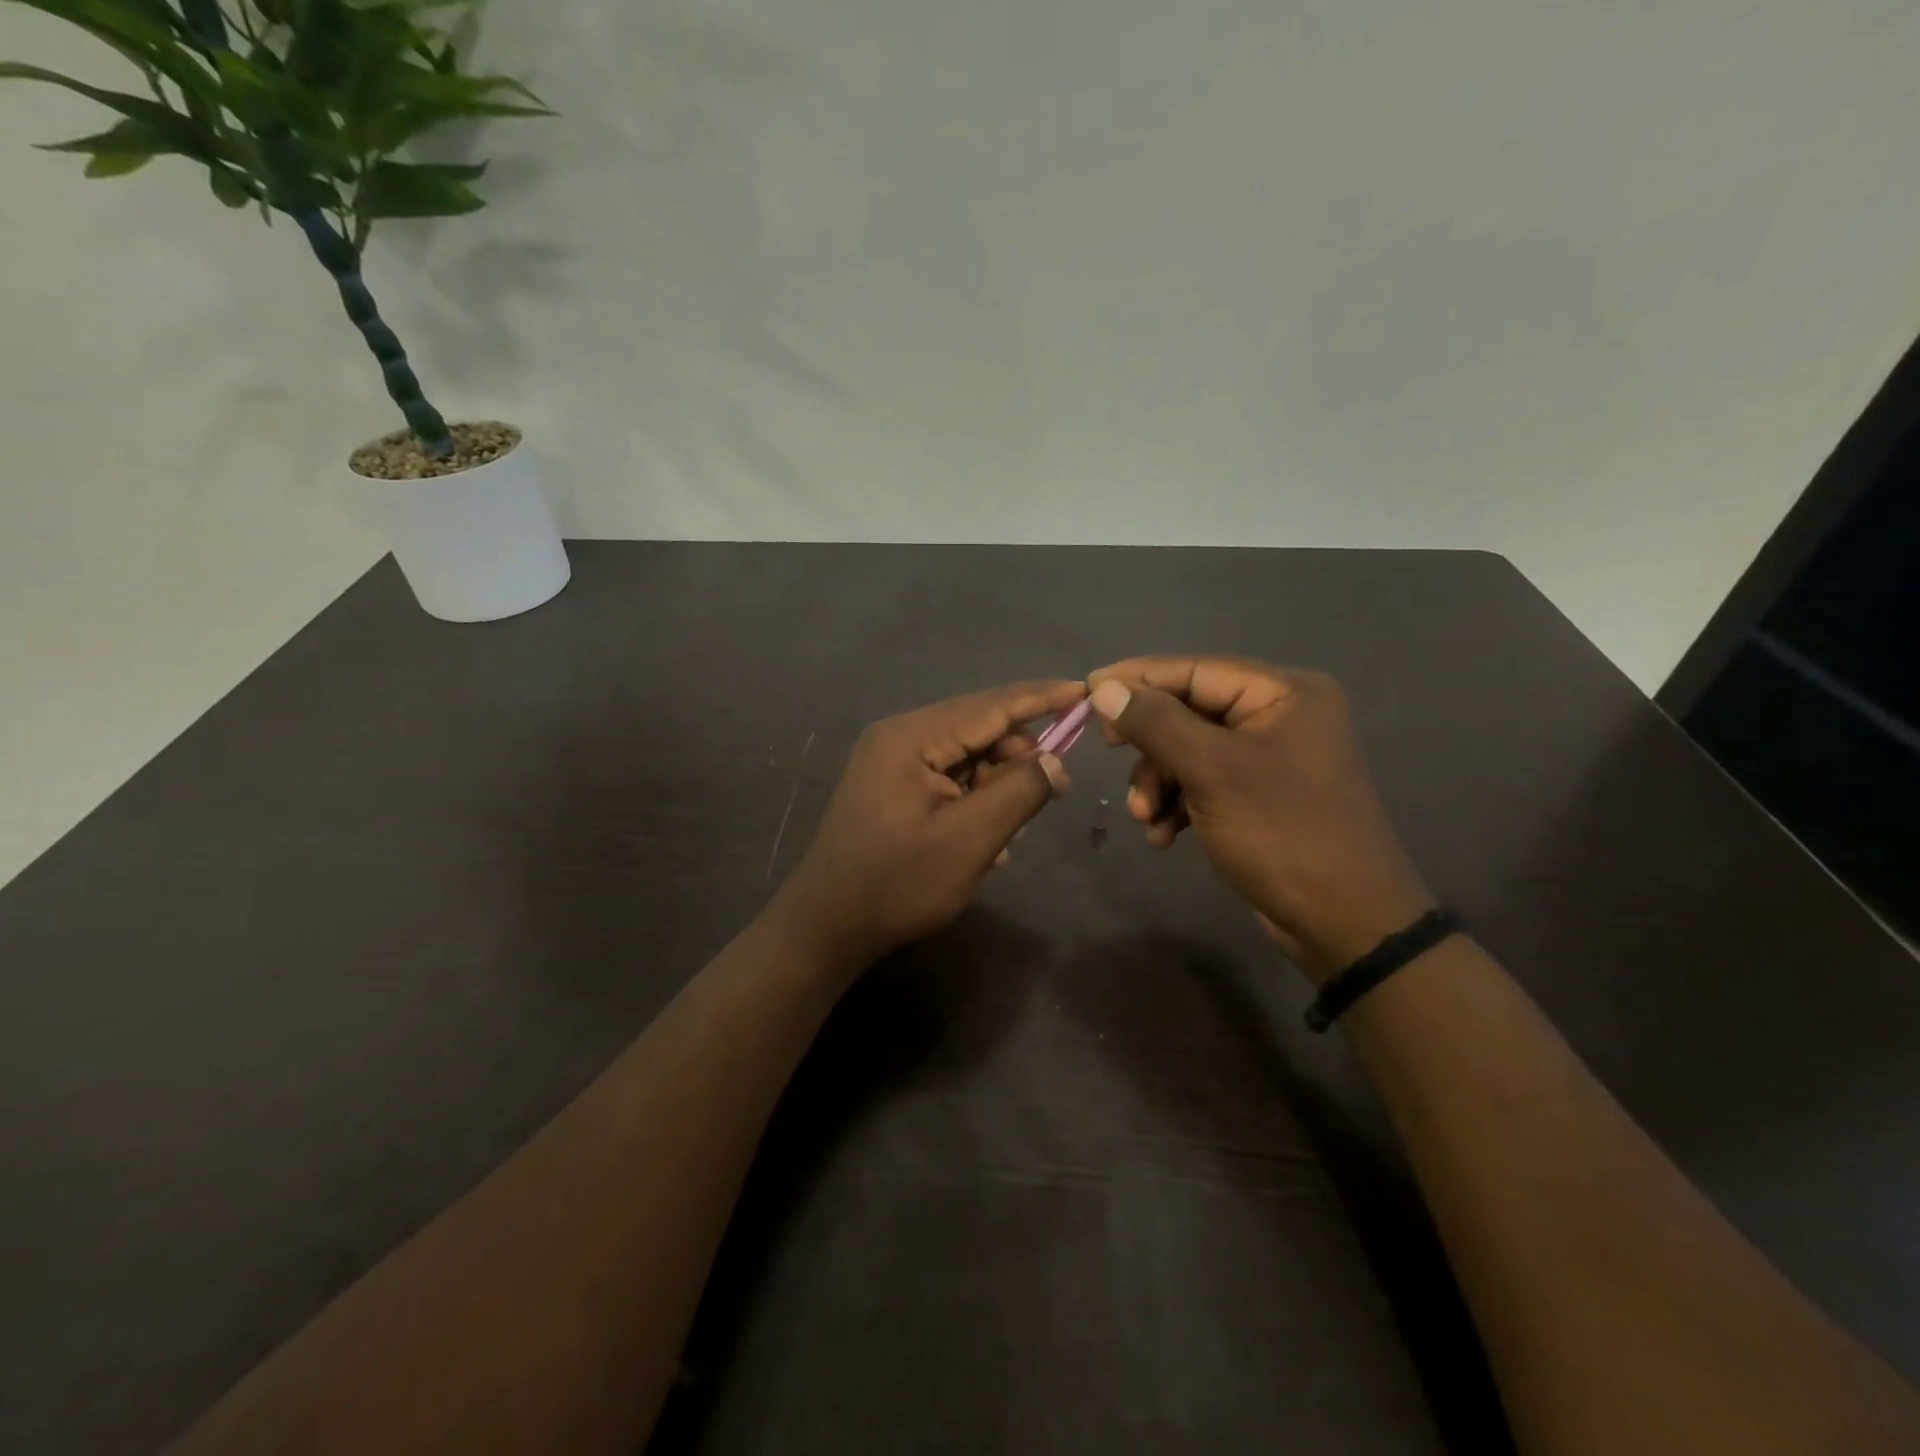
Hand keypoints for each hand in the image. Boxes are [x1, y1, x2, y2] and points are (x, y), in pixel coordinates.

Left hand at [769, 680, 1079, 966]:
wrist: (827, 926)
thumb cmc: (898, 883)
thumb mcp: (970, 840)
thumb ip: (1018, 791)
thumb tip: (1054, 760)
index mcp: (911, 737)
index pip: (990, 705)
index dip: (1041, 698)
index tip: (1084, 691)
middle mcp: (898, 737)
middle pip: (977, 728)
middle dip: (1018, 756)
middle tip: (1053, 790)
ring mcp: (890, 761)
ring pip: (964, 755)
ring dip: (995, 784)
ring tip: (1010, 830)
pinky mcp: (890, 786)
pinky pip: (946, 777)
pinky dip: (972, 799)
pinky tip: (984, 838)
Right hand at [1086, 656, 1434, 980]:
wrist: (1346, 924)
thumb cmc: (1283, 834)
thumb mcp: (1212, 772)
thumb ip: (1156, 724)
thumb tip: (1104, 687)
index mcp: (1283, 693)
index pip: (1194, 670)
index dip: (1137, 679)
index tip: (1086, 692)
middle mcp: (1279, 714)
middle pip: (1188, 711)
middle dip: (1151, 747)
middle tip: (1111, 756)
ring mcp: (1269, 756)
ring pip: (1188, 750)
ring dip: (1159, 782)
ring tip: (1147, 819)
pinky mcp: (1259, 794)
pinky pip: (1203, 782)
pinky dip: (1177, 804)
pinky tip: (1165, 835)